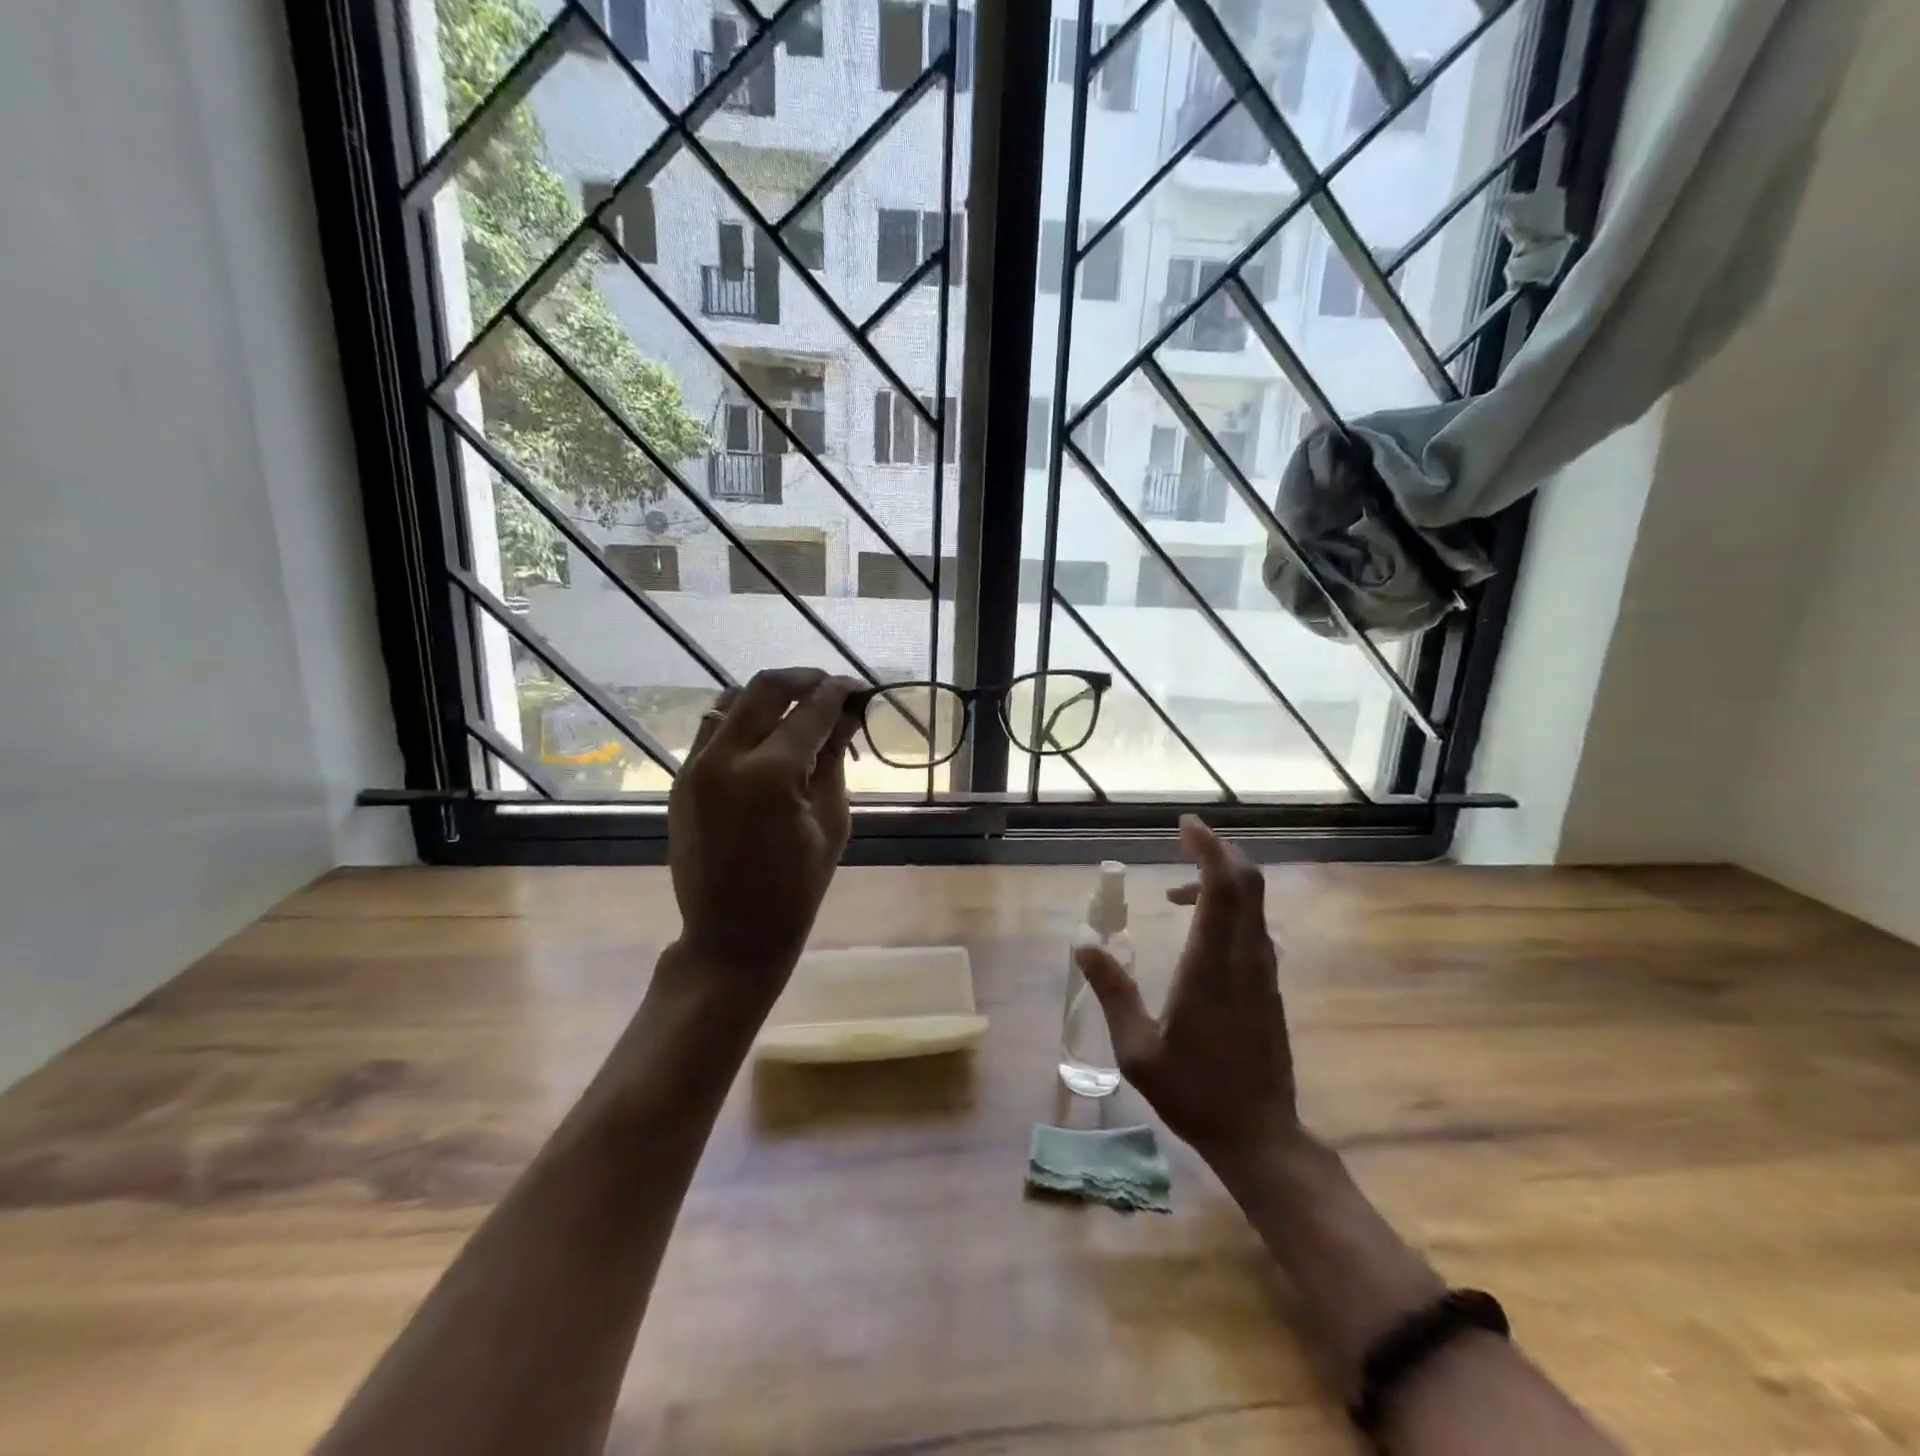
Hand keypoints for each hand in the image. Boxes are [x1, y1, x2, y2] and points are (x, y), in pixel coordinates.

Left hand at [667, 668, 861, 1001]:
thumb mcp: (830, 822)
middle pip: (765, 688)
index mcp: (771, 774)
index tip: (860, 688)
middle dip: (804, 679)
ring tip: (798, 710)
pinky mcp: (681, 779)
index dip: (839, 692)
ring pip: (731, 700)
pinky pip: (712, 730)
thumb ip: (834, 760)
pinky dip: (742, 720)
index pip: (811, 710)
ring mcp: (695, 766)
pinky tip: (766, 737)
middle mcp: (726, 758)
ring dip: (769, 696)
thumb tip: (848, 716)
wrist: (731, 935)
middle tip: (831, 688)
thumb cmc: (796, 888)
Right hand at [1077, 815, 1298, 1166]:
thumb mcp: (1137, 1050)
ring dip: (1222, 879)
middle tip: (1184, 839)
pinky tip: (1199, 927)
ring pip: (1253, 903)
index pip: (1222, 887)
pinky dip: (1229, 906)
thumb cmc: (1194, 1092)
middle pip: (1247, 882)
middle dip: (1219, 851)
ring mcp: (1263, 970)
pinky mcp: (1268, 984)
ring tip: (1177, 890)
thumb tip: (1083, 943)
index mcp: (1212, 965)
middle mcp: (1245, 957)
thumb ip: (1111, 991)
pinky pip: (1253, 925)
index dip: (1208, 847)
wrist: (1260, 1135)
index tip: (1185, 825)